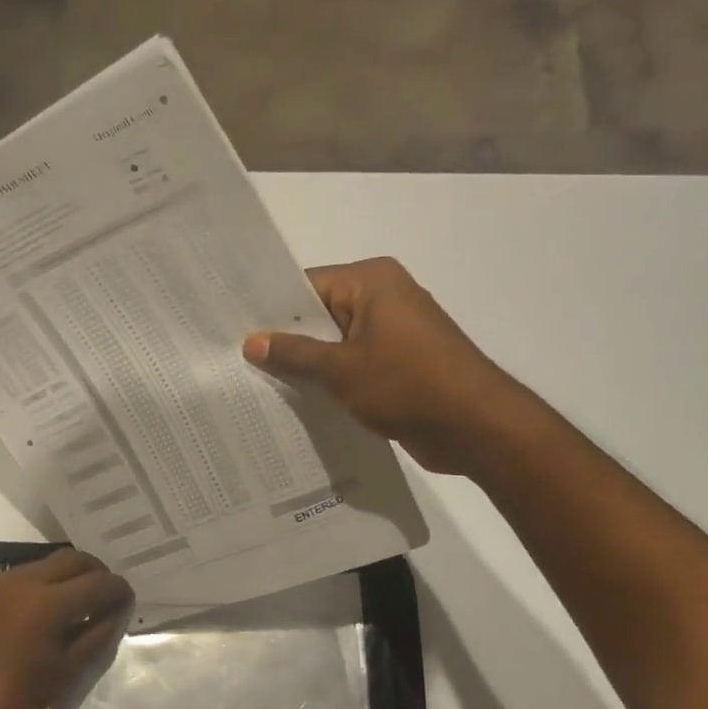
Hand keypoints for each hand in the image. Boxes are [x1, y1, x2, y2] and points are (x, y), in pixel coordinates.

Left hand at [0, 549, 131, 708]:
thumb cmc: (18, 699)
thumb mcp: (68, 669)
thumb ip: (97, 633)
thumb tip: (117, 610)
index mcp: (48, 603)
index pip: (98, 582)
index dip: (118, 588)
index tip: (126, 599)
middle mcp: (20, 581)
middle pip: (71, 559)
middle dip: (94, 572)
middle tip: (103, 593)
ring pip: (41, 564)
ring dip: (63, 577)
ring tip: (70, 602)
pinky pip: (13, 577)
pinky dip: (32, 587)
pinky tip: (33, 611)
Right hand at [243, 257, 502, 474]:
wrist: (474, 426)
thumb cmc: (407, 385)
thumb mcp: (341, 369)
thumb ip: (294, 354)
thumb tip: (251, 341)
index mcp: (372, 282)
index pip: (307, 286)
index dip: (271, 310)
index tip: (233, 332)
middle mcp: (383, 299)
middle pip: (320, 315)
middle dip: (285, 341)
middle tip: (237, 363)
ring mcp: (393, 334)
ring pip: (335, 345)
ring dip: (307, 367)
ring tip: (258, 386)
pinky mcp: (398, 366)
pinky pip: (353, 367)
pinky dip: (330, 383)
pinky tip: (298, 403)